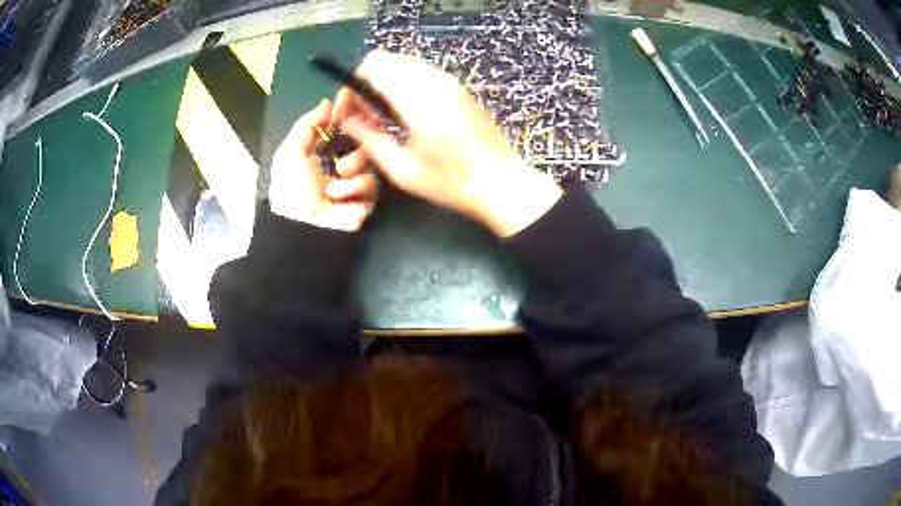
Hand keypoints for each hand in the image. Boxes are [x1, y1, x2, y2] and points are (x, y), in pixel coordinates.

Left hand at [269, 100, 377, 231]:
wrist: (304, 227)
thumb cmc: (292, 189)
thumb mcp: (291, 152)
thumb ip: (307, 124)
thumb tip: (327, 102)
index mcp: (319, 152)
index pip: (337, 127)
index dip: (344, 113)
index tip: (350, 98)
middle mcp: (338, 163)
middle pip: (360, 140)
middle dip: (354, 143)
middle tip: (347, 151)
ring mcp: (353, 181)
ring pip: (368, 161)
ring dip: (351, 170)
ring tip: (335, 184)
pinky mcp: (366, 199)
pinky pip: (371, 183)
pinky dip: (355, 190)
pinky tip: (341, 199)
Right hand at [333, 50, 561, 237]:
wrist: (502, 182)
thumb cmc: (451, 182)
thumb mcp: (402, 169)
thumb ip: (369, 138)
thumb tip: (347, 118)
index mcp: (417, 99)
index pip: (373, 66)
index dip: (352, 85)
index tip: (347, 112)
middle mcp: (434, 81)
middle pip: (387, 60)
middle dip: (366, 83)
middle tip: (363, 117)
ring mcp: (450, 82)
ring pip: (404, 65)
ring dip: (385, 83)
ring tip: (383, 119)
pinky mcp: (459, 88)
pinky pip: (422, 73)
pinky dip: (405, 85)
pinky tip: (407, 115)